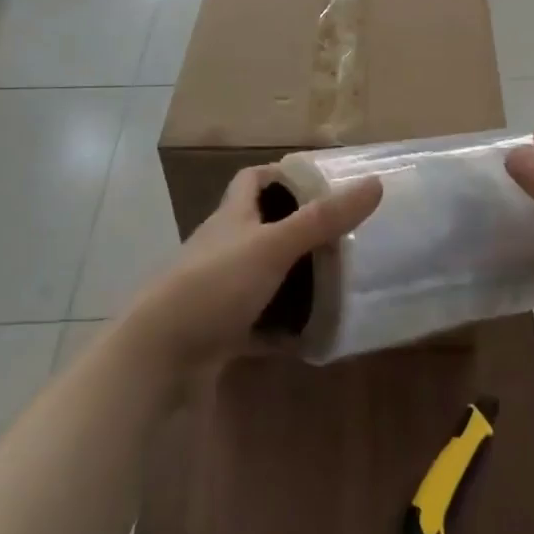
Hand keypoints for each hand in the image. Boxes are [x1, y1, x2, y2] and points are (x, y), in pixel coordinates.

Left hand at [123, 165, 382, 383]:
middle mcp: (222, 247)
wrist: (158, 359)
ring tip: (336, 278)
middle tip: (341, 234)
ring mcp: (218, 290)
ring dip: (293, 276)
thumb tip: (374, 183)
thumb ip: (322, 219)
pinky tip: (311, 331)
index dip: (282, 173)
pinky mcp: (219, 330)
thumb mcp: (273, 246)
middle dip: (298, 228)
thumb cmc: (213, 286)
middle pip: (260, 226)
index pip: (252, 178)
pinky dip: (283, 325)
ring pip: (262, 274)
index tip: (319, 181)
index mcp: (231, 217)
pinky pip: (259, 321)